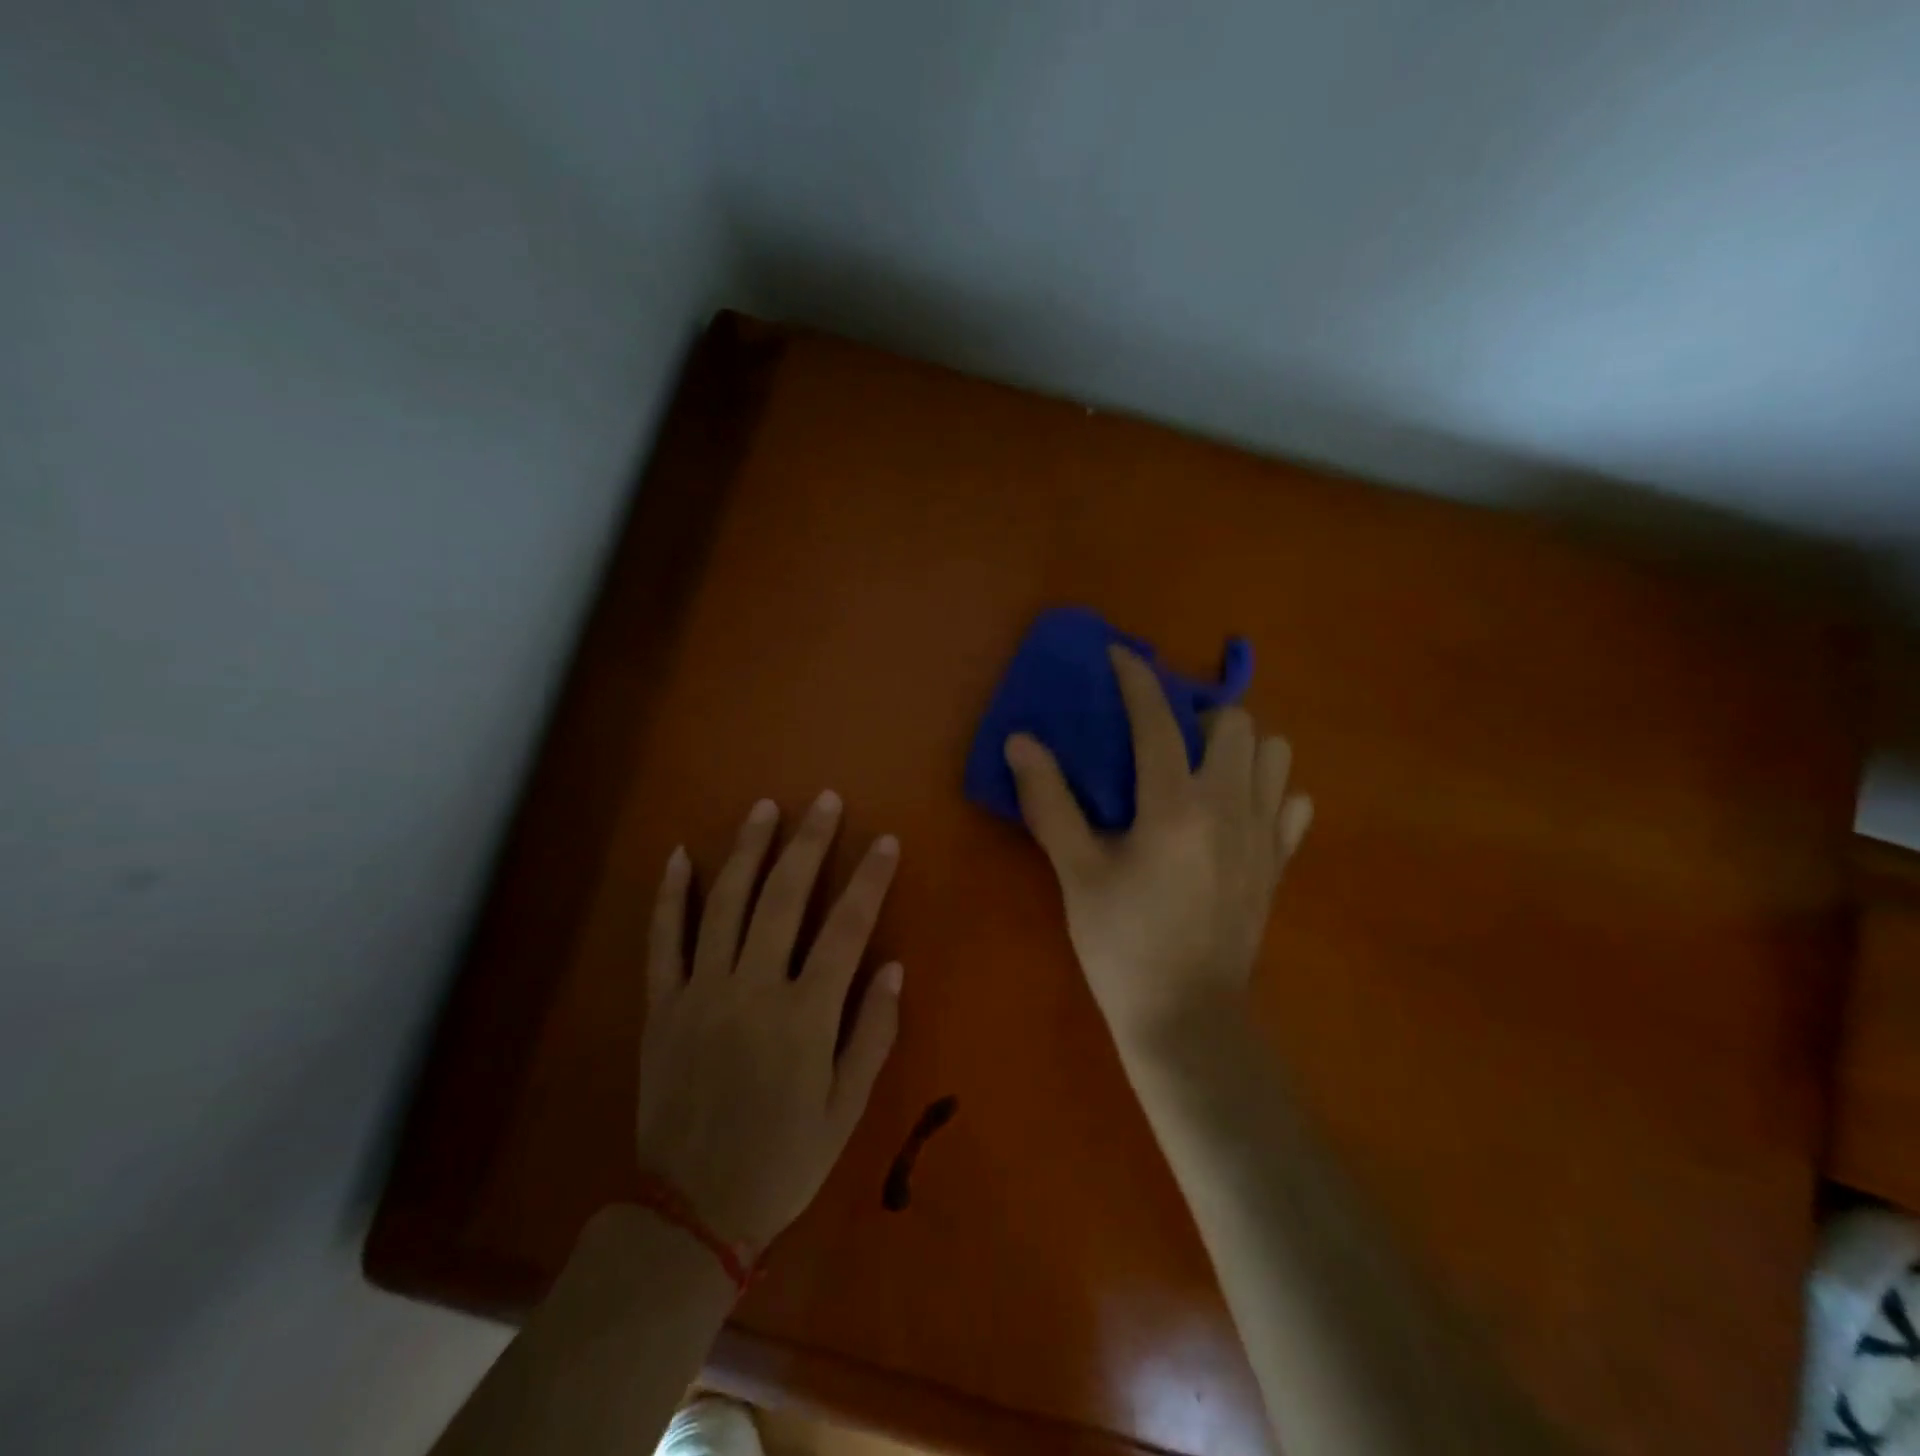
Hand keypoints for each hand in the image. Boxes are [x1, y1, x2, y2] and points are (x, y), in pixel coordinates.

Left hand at [634, 792, 902, 1250]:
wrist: (692, 1211)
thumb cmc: (784, 1160)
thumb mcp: (846, 1109)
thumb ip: (872, 1033)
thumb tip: (894, 967)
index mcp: (804, 1016)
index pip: (846, 928)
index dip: (870, 880)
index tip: (885, 841)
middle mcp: (752, 990)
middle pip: (784, 898)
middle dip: (809, 843)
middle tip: (824, 800)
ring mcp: (701, 992)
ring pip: (724, 903)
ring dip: (747, 850)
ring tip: (764, 808)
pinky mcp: (663, 1006)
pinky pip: (663, 939)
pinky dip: (670, 895)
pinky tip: (680, 855)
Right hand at [1004, 645, 1311, 1047]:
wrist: (1186, 1018)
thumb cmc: (1122, 944)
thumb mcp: (1076, 872)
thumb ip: (1049, 802)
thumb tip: (1021, 742)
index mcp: (1174, 806)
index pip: (1159, 720)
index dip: (1138, 678)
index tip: (1120, 655)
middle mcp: (1229, 806)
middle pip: (1235, 722)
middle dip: (1198, 712)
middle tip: (1163, 733)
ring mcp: (1263, 835)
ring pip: (1274, 753)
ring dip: (1239, 745)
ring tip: (1202, 765)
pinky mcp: (1279, 863)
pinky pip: (1292, 802)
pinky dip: (1268, 790)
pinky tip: (1236, 809)